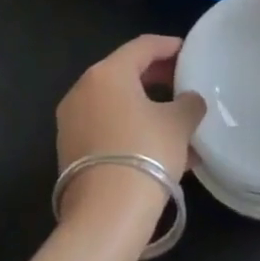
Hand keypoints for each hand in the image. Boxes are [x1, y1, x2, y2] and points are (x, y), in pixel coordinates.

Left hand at [55, 36, 204, 225]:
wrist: (107, 214)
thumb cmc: (147, 152)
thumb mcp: (180, 123)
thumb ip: (189, 103)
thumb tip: (188, 101)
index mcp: (108, 73)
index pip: (143, 46)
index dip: (169, 46)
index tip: (190, 51)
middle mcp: (83, 91)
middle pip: (125, 72)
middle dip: (157, 76)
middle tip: (184, 82)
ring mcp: (71, 122)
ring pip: (117, 103)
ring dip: (146, 106)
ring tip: (177, 121)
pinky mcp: (70, 150)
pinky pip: (107, 127)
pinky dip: (132, 128)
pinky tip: (159, 147)